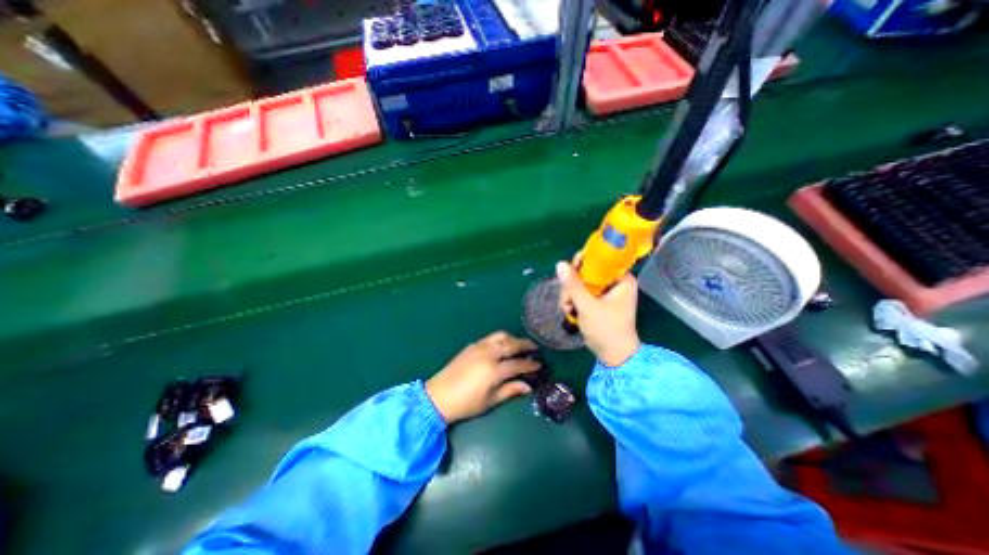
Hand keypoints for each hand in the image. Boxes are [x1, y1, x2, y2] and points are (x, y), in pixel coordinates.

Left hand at [426, 329, 539, 424]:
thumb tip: (528, 386)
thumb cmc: (466, 404)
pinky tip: (502, 346)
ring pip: (500, 336)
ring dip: (512, 338)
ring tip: (519, 345)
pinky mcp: (471, 346)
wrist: (438, 396)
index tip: (539, 365)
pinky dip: (500, 339)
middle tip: (534, 348)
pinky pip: (490, 337)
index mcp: (494, 370)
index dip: (530, 365)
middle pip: (511, 344)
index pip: (518, 364)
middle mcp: (488, 354)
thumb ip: (510, 390)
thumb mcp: (490, 401)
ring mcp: (479, 347)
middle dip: (525, 345)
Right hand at [555, 260, 640, 367]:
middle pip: (588, 272)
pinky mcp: (600, 303)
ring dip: (571, 295)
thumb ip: (573, 285)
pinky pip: (583, 294)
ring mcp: (607, 293)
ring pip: (582, 284)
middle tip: (567, 299)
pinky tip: (569, 311)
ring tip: (567, 309)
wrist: (614, 356)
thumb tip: (560, 264)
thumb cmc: (606, 329)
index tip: (569, 272)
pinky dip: (574, 301)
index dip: (582, 262)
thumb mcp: (587, 306)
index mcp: (621, 279)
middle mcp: (615, 283)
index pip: (601, 260)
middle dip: (573, 286)